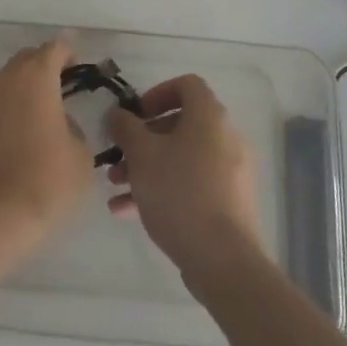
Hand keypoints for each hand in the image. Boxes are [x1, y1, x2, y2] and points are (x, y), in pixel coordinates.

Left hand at [0, 39, 93, 250]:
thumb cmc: (48, 181)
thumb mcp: (81, 155)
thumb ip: (74, 127)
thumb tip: (61, 123)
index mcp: (36, 78)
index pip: (54, 49)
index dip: (69, 52)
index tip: (79, 65)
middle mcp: (6, 79)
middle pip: (27, 59)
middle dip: (45, 66)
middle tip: (63, 85)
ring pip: (6, 78)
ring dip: (23, 83)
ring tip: (39, 106)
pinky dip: (7, 104)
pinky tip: (19, 127)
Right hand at [106, 75, 264, 297]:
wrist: (222, 259)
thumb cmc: (179, 193)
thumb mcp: (141, 155)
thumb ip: (125, 128)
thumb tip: (117, 114)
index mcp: (209, 117)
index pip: (187, 85)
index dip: (157, 93)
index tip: (135, 115)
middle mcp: (225, 138)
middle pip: (180, 125)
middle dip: (143, 140)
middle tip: (118, 156)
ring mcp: (230, 173)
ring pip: (182, 158)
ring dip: (147, 167)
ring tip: (116, 187)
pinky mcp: (229, 204)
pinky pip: (191, 185)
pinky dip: (162, 189)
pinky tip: (127, 211)